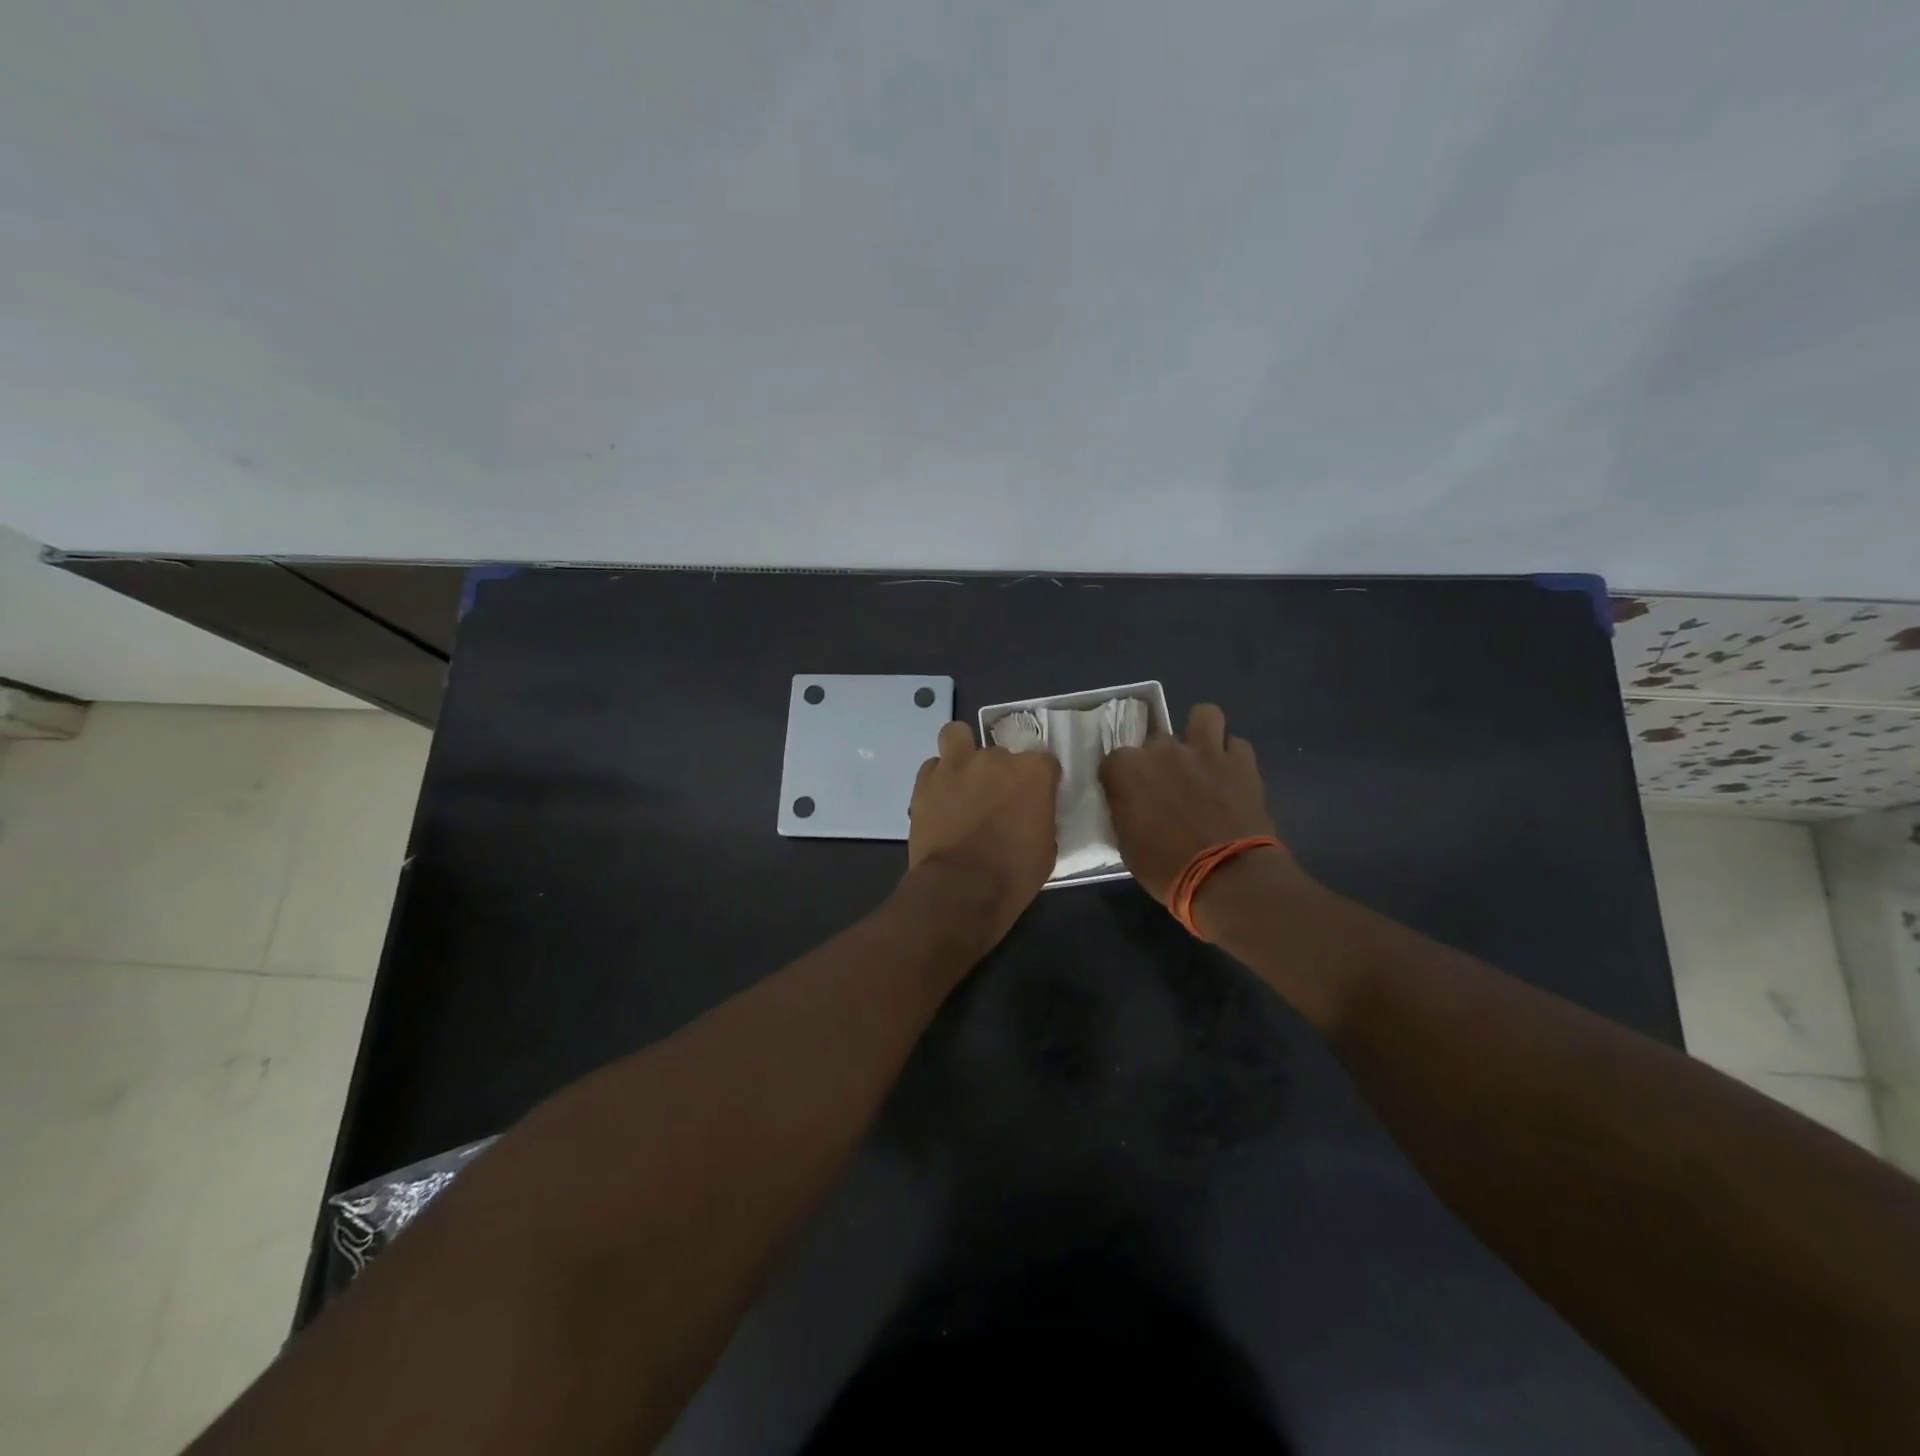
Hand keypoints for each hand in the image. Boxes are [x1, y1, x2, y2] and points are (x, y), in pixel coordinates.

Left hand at [908, 721, 1060, 929]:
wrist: (960, 889)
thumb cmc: (1013, 874)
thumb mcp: (1046, 847)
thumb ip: (1040, 816)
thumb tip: (1031, 812)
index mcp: (1032, 772)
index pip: (1044, 761)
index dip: (1040, 781)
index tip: (1035, 798)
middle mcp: (995, 758)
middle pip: (1001, 753)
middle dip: (1000, 773)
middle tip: (995, 799)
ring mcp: (956, 765)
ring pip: (957, 735)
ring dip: (962, 752)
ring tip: (962, 777)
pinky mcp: (925, 781)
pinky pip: (932, 767)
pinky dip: (937, 779)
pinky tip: (940, 798)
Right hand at [1098, 702, 1287, 903]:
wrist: (1226, 877)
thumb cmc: (1165, 868)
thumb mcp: (1126, 845)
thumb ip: (1125, 811)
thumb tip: (1129, 804)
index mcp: (1127, 770)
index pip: (1113, 760)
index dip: (1121, 779)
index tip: (1127, 797)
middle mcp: (1163, 750)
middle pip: (1155, 741)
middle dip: (1159, 759)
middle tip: (1167, 786)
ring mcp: (1204, 750)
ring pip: (1203, 715)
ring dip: (1200, 732)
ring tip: (1202, 756)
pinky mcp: (1241, 761)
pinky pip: (1236, 744)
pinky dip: (1232, 757)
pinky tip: (1230, 775)